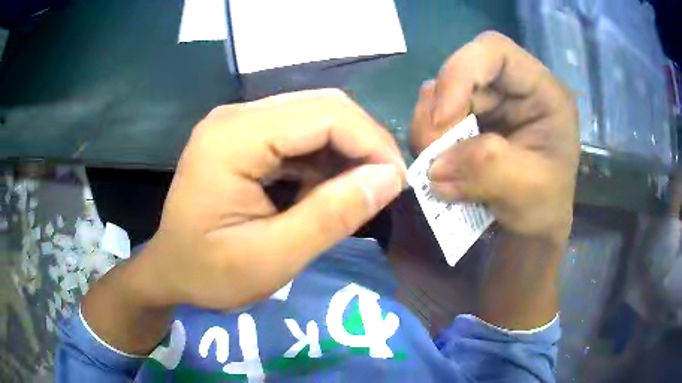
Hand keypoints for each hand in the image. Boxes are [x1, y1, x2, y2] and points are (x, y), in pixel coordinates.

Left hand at [136, 89, 405, 309]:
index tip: (396, 184)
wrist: (171, 271)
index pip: (324, 114)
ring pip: (315, 117)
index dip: (371, 143)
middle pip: (322, 106)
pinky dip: (323, 158)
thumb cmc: (210, 274)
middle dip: (363, 143)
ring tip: (355, 194)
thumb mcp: (272, 258)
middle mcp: (235, 116)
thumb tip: (390, 179)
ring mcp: (238, 122)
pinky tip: (324, 189)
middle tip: (383, 187)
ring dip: (345, 151)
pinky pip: (298, 133)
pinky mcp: (243, 135)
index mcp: (232, 138)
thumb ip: (332, 216)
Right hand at [411, 32, 578, 243]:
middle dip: (441, 111)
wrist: (532, 226)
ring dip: (429, 126)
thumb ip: (487, 169)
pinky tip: (436, 161)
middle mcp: (514, 88)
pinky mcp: (472, 119)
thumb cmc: (544, 205)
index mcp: (542, 91)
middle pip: (461, 72)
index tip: (443, 119)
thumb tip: (433, 166)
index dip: (462, 72)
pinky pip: (436, 116)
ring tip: (433, 162)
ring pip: (443, 94)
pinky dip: (428, 138)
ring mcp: (491, 102)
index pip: (495, 50)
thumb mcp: (526, 191)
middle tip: (430, 152)